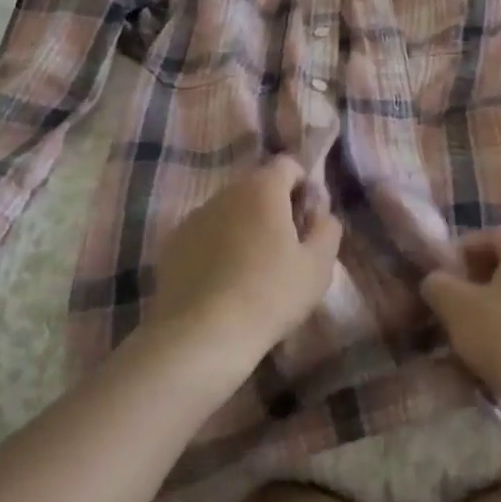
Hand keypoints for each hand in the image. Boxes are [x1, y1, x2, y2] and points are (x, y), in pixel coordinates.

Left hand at [145, 156, 341, 379]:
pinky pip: (206, 233)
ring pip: (230, 209)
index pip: (288, 165)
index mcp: (263, 188)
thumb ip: (327, 228)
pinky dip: (218, 246)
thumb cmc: (269, 296)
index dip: (304, 187)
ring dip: (245, 226)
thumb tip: (320, 211)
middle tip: (285, 250)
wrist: (200, 336)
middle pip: (257, 186)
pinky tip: (223, 282)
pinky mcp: (173, 242)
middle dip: (274, 208)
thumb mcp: (318, 266)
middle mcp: (226, 191)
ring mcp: (195, 215)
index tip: (307, 223)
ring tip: (253, 269)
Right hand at [420, 228, 500, 419]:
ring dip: (496, 310)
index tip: (444, 273)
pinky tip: (500, 359)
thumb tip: (436, 281)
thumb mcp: (455, 306)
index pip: (493, 235)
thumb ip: (438, 284)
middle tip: (455, 304)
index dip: (465, 248)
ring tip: (472, 337)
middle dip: (478, 282)